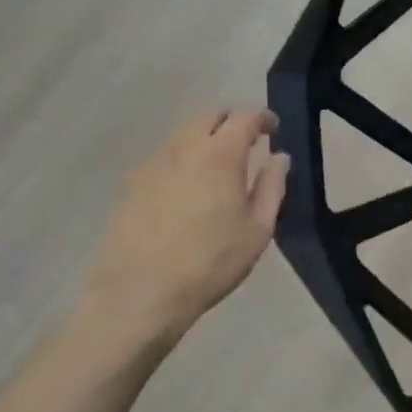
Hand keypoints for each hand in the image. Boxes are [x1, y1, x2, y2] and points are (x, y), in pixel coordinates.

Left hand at [75, 109, 289, 359]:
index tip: (272, 129)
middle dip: (231, 121)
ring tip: (216, 167)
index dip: (263, 117)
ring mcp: (153, 164)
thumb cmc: (210, 263)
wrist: (138, 297)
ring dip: (204, 139)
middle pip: (209, 115)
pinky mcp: (131, 185)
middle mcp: (184, 148)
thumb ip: (272, 186)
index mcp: (220, 154)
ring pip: (183, 134)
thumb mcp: (258, 230)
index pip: (245, 117)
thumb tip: (279, 158)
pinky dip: (182, 160)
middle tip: (246, 143)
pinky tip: (186, 189)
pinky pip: (163, 157)